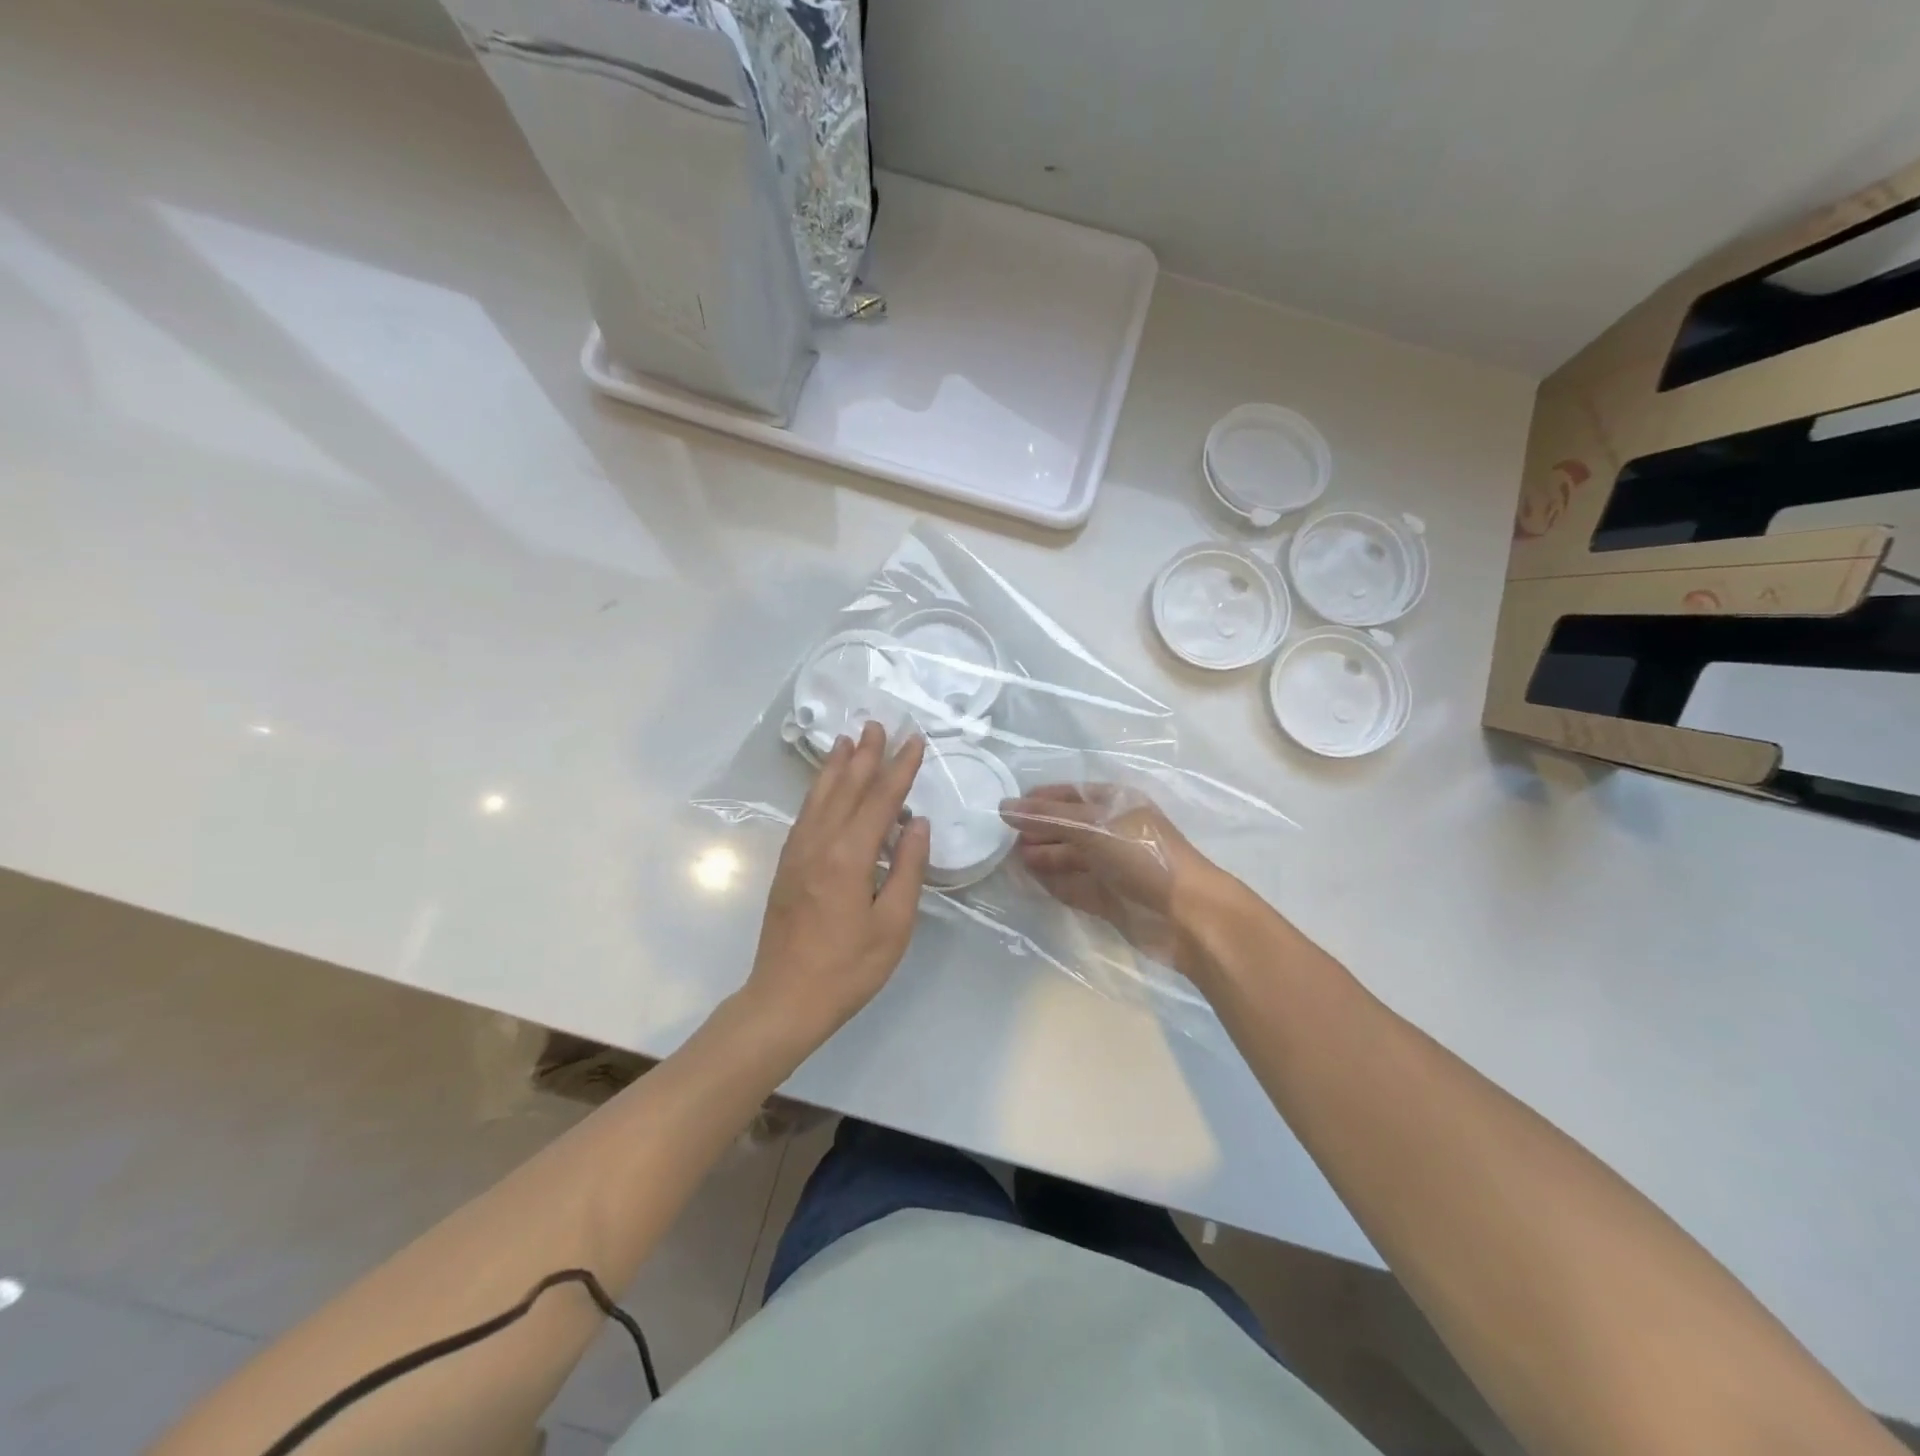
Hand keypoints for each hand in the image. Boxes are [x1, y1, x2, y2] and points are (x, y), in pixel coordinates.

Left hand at [743, 722, 930, 1051]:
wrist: (785, 999)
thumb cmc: (848, 968)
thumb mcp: (894, 924)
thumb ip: (908, 869)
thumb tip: (916, 823)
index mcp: (848, 856)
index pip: (880, 800)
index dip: (900, 769)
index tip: (915, 741)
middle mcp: (819, 843)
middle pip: (846, 788)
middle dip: (866, 755)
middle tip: (879, 725)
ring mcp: (797, 852)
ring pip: (820, 796)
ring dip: (837, 766)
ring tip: (849, 740)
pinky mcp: (787, 865)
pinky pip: (806, 814)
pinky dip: (819, 791)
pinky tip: (826, 786)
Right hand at [999, 784, 1224, 966]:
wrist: (1187, 915)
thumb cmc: (1142, 855)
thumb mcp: (1092, 825)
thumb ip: (1046, 816)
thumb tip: (1003, 806)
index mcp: (1115, 803)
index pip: (1069, 794)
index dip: (1039, 799)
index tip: (1006, 809)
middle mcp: (1112, 830)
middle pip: (1066, 826)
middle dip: (1037, 830)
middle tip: (1002, 839)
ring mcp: (1111, 866)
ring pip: (1068, 857)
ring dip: (1041, 856)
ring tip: (1010, 859)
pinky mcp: (1108, 898)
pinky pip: (1073, 885)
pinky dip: (1052, 882)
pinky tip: (1029, 880)